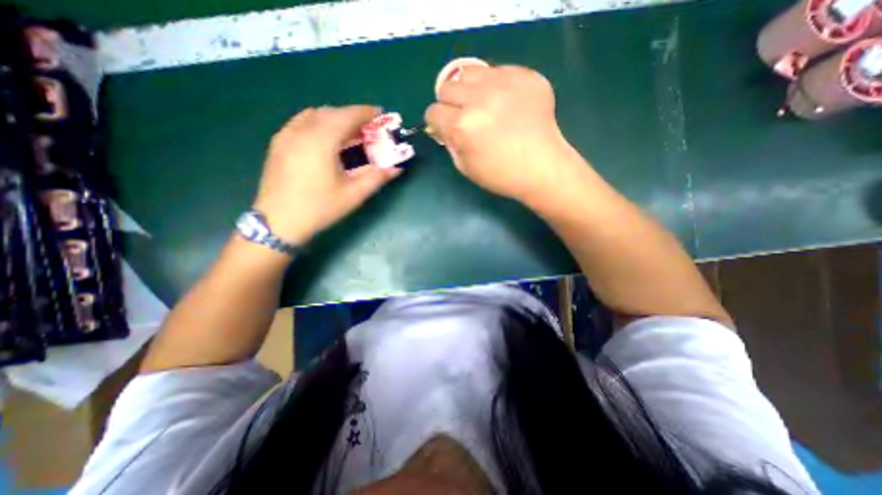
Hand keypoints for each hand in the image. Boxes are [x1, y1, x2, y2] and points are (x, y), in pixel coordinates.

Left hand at [251, 104, 401, 243]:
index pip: (346, 116)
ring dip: (335, 119)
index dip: (366, 112)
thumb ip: (377, 177)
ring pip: (314, 115)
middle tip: (369, 129)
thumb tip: (397, 168)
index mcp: (321, 141)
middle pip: (331, 113)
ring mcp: (286, 135)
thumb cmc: (319, 208)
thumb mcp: (353, 195)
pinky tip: (326, 139)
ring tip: (349, 134)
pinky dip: (318, 123)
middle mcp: (301, 131)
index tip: (381, 114)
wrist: (278, 223)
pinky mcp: (278, 144)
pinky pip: (301, 122)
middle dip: (352, 117)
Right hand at [426, 65, 578, 204]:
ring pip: (469, 72)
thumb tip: (443, 126)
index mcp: (462, 126)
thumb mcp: (465, 167)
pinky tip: (506, 103)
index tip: (446, 128)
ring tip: (483, 105)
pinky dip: (495, 86)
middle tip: (466, 117)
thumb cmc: (501, 175)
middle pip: (447, 87)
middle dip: (451, 104)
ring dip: (469, 89)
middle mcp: (479, 99)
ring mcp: (504, 83)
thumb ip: (449, 142)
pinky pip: (498, 71)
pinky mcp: (525, 76)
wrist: (542, 168)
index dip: (438, 122)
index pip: (433, 112)